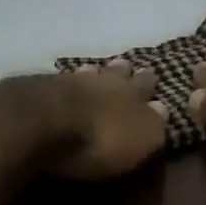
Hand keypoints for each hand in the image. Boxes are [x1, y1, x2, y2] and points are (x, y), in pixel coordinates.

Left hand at [44, 59, 169, 180]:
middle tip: (128, 66)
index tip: (153, 75)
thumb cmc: (101, 137)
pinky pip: (62, 80)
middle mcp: (105, 81)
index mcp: (133, 93)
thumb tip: (163, 108)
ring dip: (95, 72)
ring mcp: (72, 80)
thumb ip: (154, 124)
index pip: (146, 84)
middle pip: (118, 72)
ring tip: (96, 70)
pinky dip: (67, 82)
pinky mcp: (43, 88)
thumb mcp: (141, 138)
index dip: (150, 82)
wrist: (45, 121)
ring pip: (90, 72)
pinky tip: (65, 82)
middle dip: (125, 71)